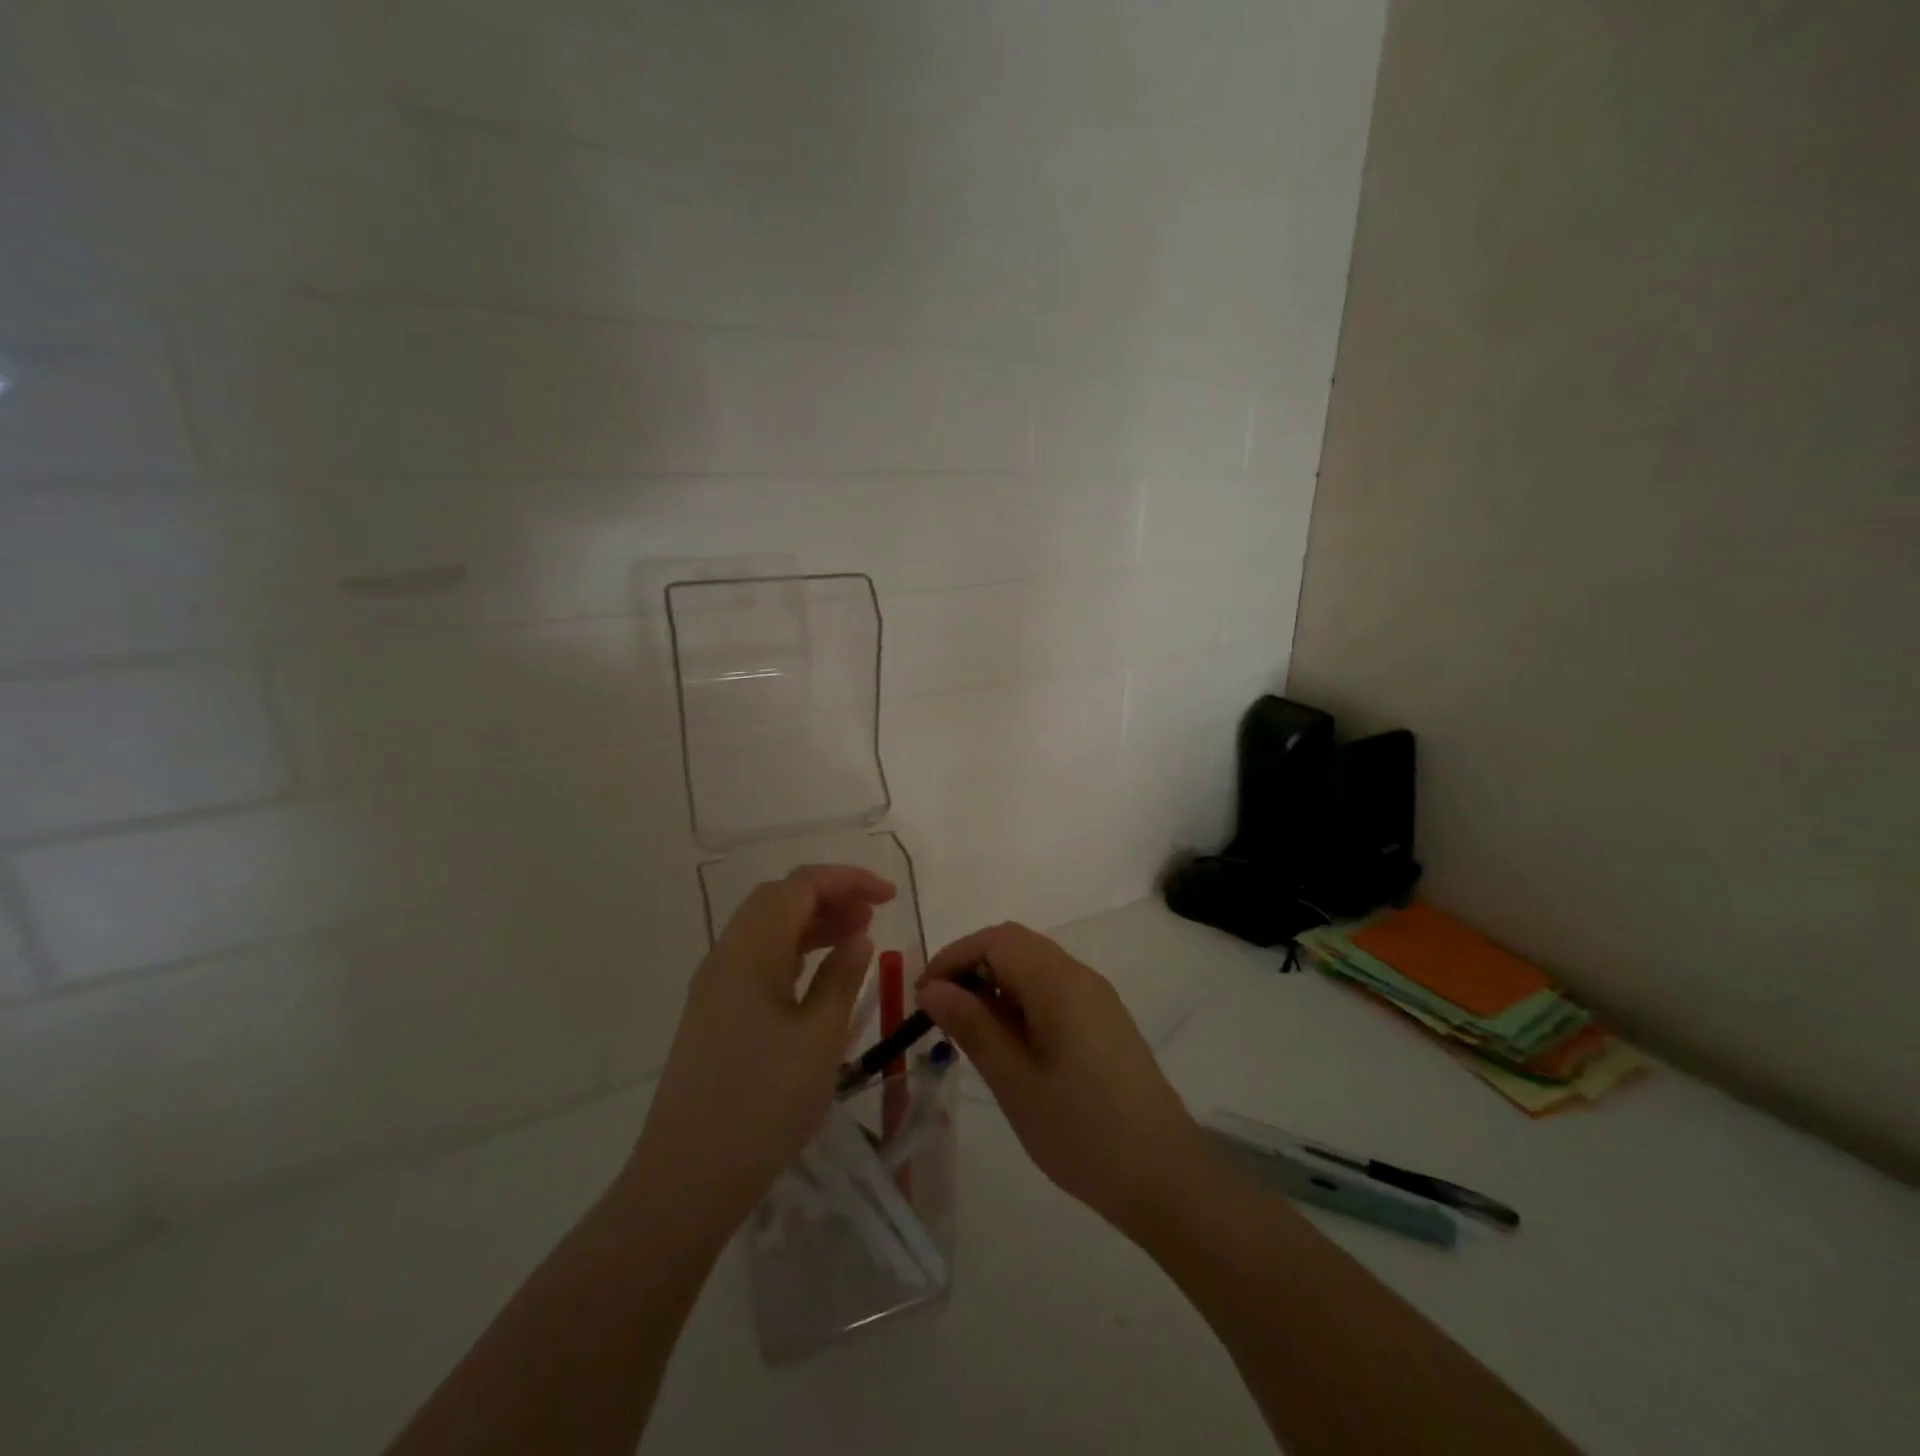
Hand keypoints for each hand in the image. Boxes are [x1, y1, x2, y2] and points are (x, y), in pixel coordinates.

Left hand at [632, 864, 894, 1238]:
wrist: (686, 1178)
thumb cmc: (762, 1104)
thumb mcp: (818, 1038)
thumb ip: (842, 978)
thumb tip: (858, 937)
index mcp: (750, 951)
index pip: (800, 886)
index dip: (848, 880)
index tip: (890, 896)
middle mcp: (726, 956)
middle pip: (779, 899)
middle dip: (829, 896)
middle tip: (874, 915)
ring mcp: (715, 985)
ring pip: (767, 928)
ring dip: (812, 922)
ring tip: (857, 937)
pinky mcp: (714, 1013)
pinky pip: (759, 959)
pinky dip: (794, 951)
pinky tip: (820, 974)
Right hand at [917, 922, 1210, 1234]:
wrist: (1165, 1177)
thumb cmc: (1082, 1132)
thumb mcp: (1015, 1082)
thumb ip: (972, 1027)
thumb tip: (932, 988)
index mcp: (1060, 982)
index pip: (996, 940)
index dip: (954, 957)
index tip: (923, 997)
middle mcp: (1080, 976)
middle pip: (1016, 945)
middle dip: (972, 968)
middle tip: (942, 1015)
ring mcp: (1096, 998)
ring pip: (1034, 967)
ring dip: (996, 985)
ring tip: (970, 1033)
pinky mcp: (1104, 1021)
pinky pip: (1053, 990)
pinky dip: (1020, 1002)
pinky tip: (1009, 1045)